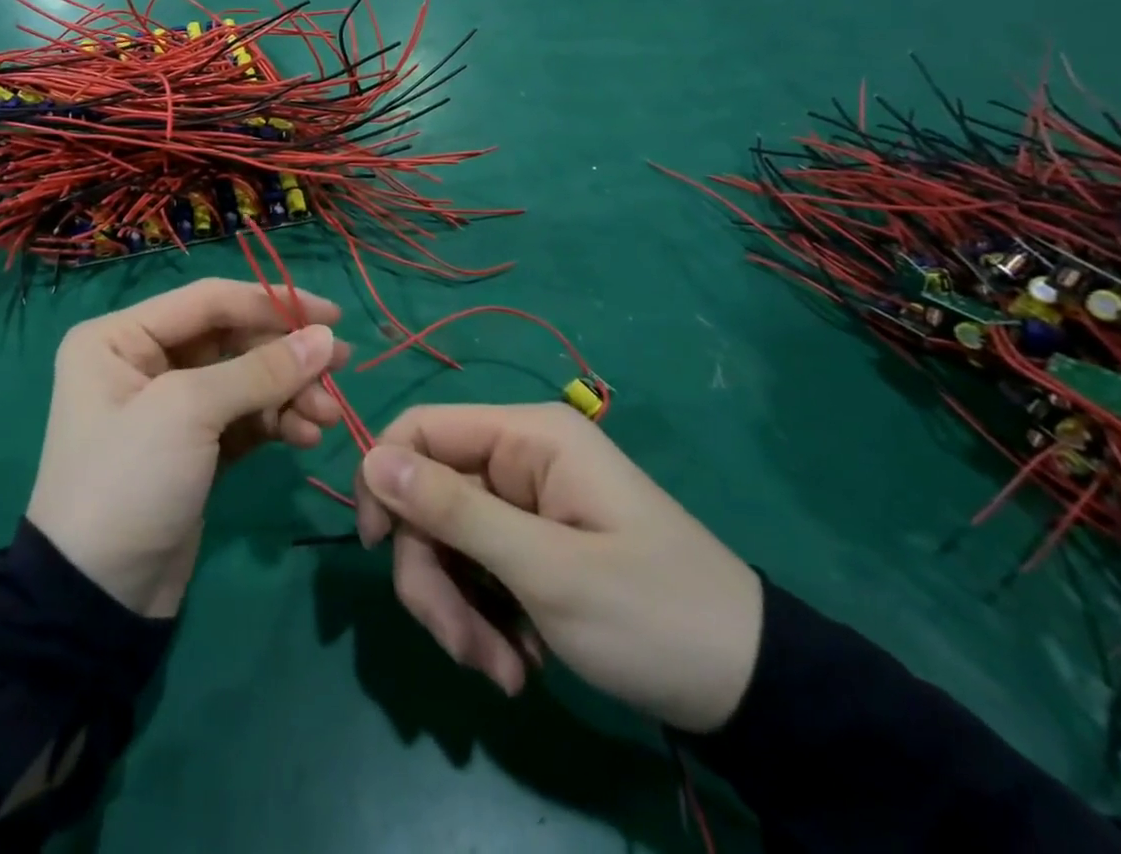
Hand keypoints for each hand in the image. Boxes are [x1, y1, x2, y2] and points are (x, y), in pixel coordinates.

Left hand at [27, 278, 347, 618]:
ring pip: (245, 380)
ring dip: (289, 393)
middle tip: (340, 368)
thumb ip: (261, 370)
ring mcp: (170, 406)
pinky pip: (245, 417)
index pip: (209, 300)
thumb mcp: (189, 413)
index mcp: (120, 336)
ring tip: (326, 417)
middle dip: (285, 357)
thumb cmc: (129, 481)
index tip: (331, 316)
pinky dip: (277, 421)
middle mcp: (143, 361)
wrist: (96, 600)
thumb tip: (326, 338)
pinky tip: (307, 435)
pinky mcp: (195, 446)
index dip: (272, 302)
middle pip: (232, 340)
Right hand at [354, 404, 762, 732]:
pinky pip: (476, 571)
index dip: (386, 479)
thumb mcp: (548, 569)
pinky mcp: (530, 547)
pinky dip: (483, 620)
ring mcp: (524, 505)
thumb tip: (371, 459)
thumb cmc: (652, 615)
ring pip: (447, 542)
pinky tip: (519, 663)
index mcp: (526, 437)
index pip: (422, 429)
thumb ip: (454, 511)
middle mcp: (519, 459)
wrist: (749, 691)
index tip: (377, 548)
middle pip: (429, 497)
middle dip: (434, 575)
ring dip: (459, 611)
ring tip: (505, 673)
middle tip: (464, 648)